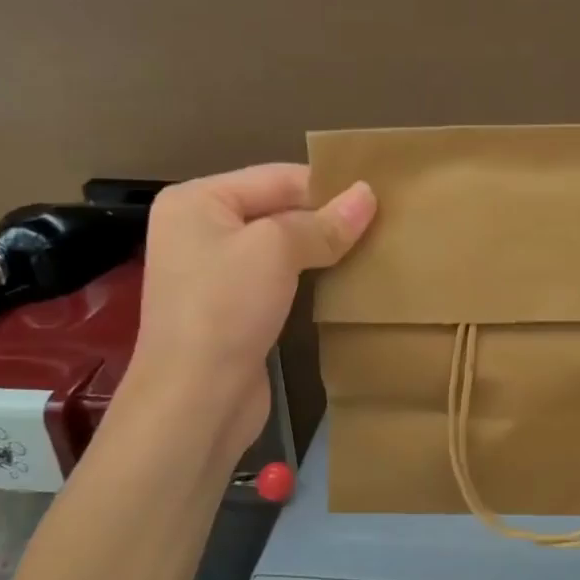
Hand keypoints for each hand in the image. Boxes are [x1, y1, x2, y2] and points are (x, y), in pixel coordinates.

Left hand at [119, 164, 375, 469]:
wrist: (194, 401)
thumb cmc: (226, 309)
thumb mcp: (276, 251)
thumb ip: (324, 222)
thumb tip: (368, 194)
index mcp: (198, 200)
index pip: (277, 177)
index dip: (328, 186)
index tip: (381, 196)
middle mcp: (201, 229)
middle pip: (278, 209)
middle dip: (327, 217)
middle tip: (385, 222)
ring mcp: (215, 271)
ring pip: (282, 246)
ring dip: (323, 248)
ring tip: (375, 247)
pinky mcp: (233, 307)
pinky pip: (279, 277)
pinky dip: (310, 275)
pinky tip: (346, 278)